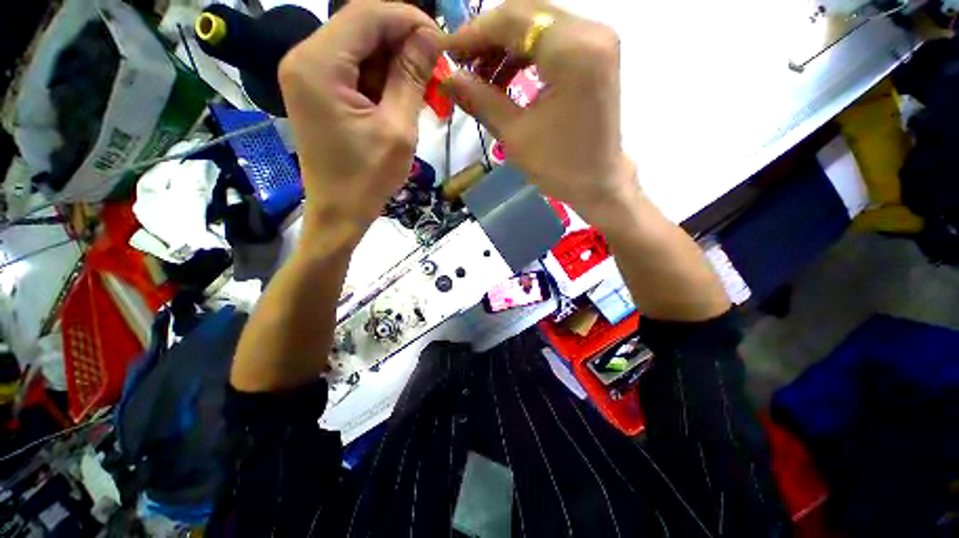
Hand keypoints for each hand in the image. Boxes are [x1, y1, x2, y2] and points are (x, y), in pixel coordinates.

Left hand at [279, 1, 440, 248]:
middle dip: (403, 44)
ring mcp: (308, 74)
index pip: (367, 14)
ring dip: (395, 64)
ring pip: (360, 48)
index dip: (409, 20)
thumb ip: (412, 77)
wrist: (339, 212)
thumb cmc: (367, 179)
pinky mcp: (318, 90)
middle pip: (361, 27)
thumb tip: (431, 37)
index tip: (442, 42)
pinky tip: (400, 100)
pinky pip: (354, 69)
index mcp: (318, 64)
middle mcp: (305, 58)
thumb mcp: (398, 129)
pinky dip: (381, 79)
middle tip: (435, 73)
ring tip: (422, 92)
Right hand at [442, 0, 634, 218]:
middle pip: (526, 16)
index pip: (513, 20)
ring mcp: (597, 40)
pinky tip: (506, 78)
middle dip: (488, 39)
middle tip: (462, 66)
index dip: (473, 33)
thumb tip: (446, 77)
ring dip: (505, 47)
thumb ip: (479, 98)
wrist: (597, 183)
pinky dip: (525, 55)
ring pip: (538, 26)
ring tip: (481, 78)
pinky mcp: (595, 54)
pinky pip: (552, 41)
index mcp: (573, 51)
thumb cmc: (558, 166)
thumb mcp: (515, 134)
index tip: (445, 52)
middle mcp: (591, 31)